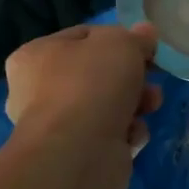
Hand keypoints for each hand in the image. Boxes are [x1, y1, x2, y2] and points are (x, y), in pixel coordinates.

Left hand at [3, 23, 161, 188]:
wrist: (79, 151)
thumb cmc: (92, 84)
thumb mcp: (122, 43)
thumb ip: (136, 36)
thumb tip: (145, 33)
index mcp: (35, 55)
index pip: (84, 36)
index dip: (119, 39)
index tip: (146, 48)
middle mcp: (38, 90)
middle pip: (98, 74)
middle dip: (133, 77)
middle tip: (153, 77)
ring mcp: (56, 126)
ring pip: (108, 105)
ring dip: (136, 104)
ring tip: (151, 106)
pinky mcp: (75, 154)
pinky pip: (109, 135)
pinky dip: (126, 133)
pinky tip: (131, 135)